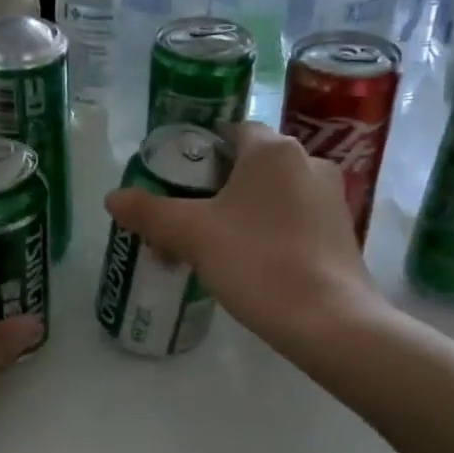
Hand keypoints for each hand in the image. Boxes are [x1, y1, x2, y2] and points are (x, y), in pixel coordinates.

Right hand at [104, 122, 382, 355]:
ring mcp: (331, 197)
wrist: (329, 321)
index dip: (199, 151)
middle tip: (185, 218)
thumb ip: (150, 212)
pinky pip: (294, 217)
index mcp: (273, 150)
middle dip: (215, 188)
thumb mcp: (193, 235)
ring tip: (212, 246)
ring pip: (273, 194)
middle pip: (250, 164)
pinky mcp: (341, 231)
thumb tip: (112, 197)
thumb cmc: (257, 262)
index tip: (176, 179)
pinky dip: (269, 230)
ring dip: (242, 211)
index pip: (230, 132)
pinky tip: (250, 262)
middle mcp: (308, 161)